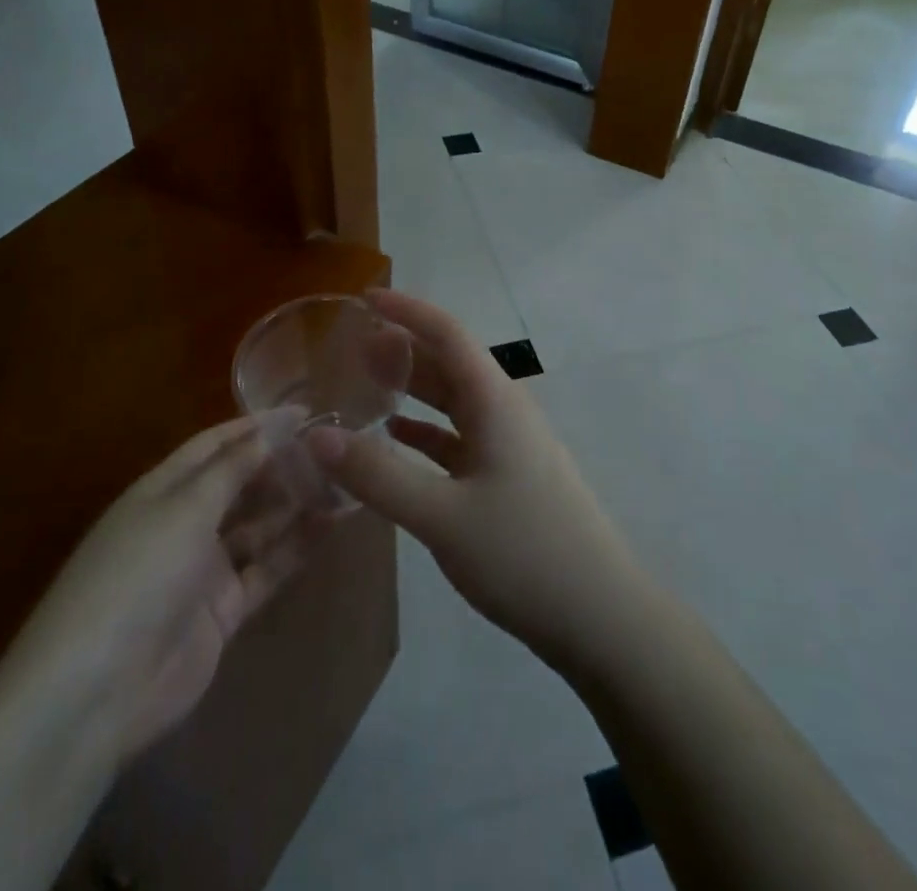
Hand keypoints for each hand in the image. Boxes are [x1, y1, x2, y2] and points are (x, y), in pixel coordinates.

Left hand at [2, 410, 316, 766]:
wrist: (96, 693)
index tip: (306, 411)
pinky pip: (266, 568)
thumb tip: (275, 424)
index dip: (258, 426)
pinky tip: (329, 524)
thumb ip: (236, 466)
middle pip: (240, 483)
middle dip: (282, 464)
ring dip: (294, 503)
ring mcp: (203, 569)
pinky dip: (295, 547)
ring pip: (258, 524)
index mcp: (163, 490)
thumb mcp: (186, 508)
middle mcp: (183, 523)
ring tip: (342, 480)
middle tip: (334, 448)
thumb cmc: (138, 576)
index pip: (216, 445)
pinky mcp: (222, 611)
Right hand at [306, 290, 648, 678]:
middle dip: (404, 348)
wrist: (600, 617)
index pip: (448, 333)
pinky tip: (398, 440)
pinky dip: (428, 432)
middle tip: (352, 346)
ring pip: (455, 402)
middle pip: (450, 363)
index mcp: (495, 402)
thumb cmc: (524, 554)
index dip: (408, 310)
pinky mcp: (510, 478)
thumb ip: (378, 476)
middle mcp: (505, 412)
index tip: (364, 298)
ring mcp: (511, 446)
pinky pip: (461, 438)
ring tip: (367, 384)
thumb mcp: (442, 516)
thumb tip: (316, 437)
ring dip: (414, 390)